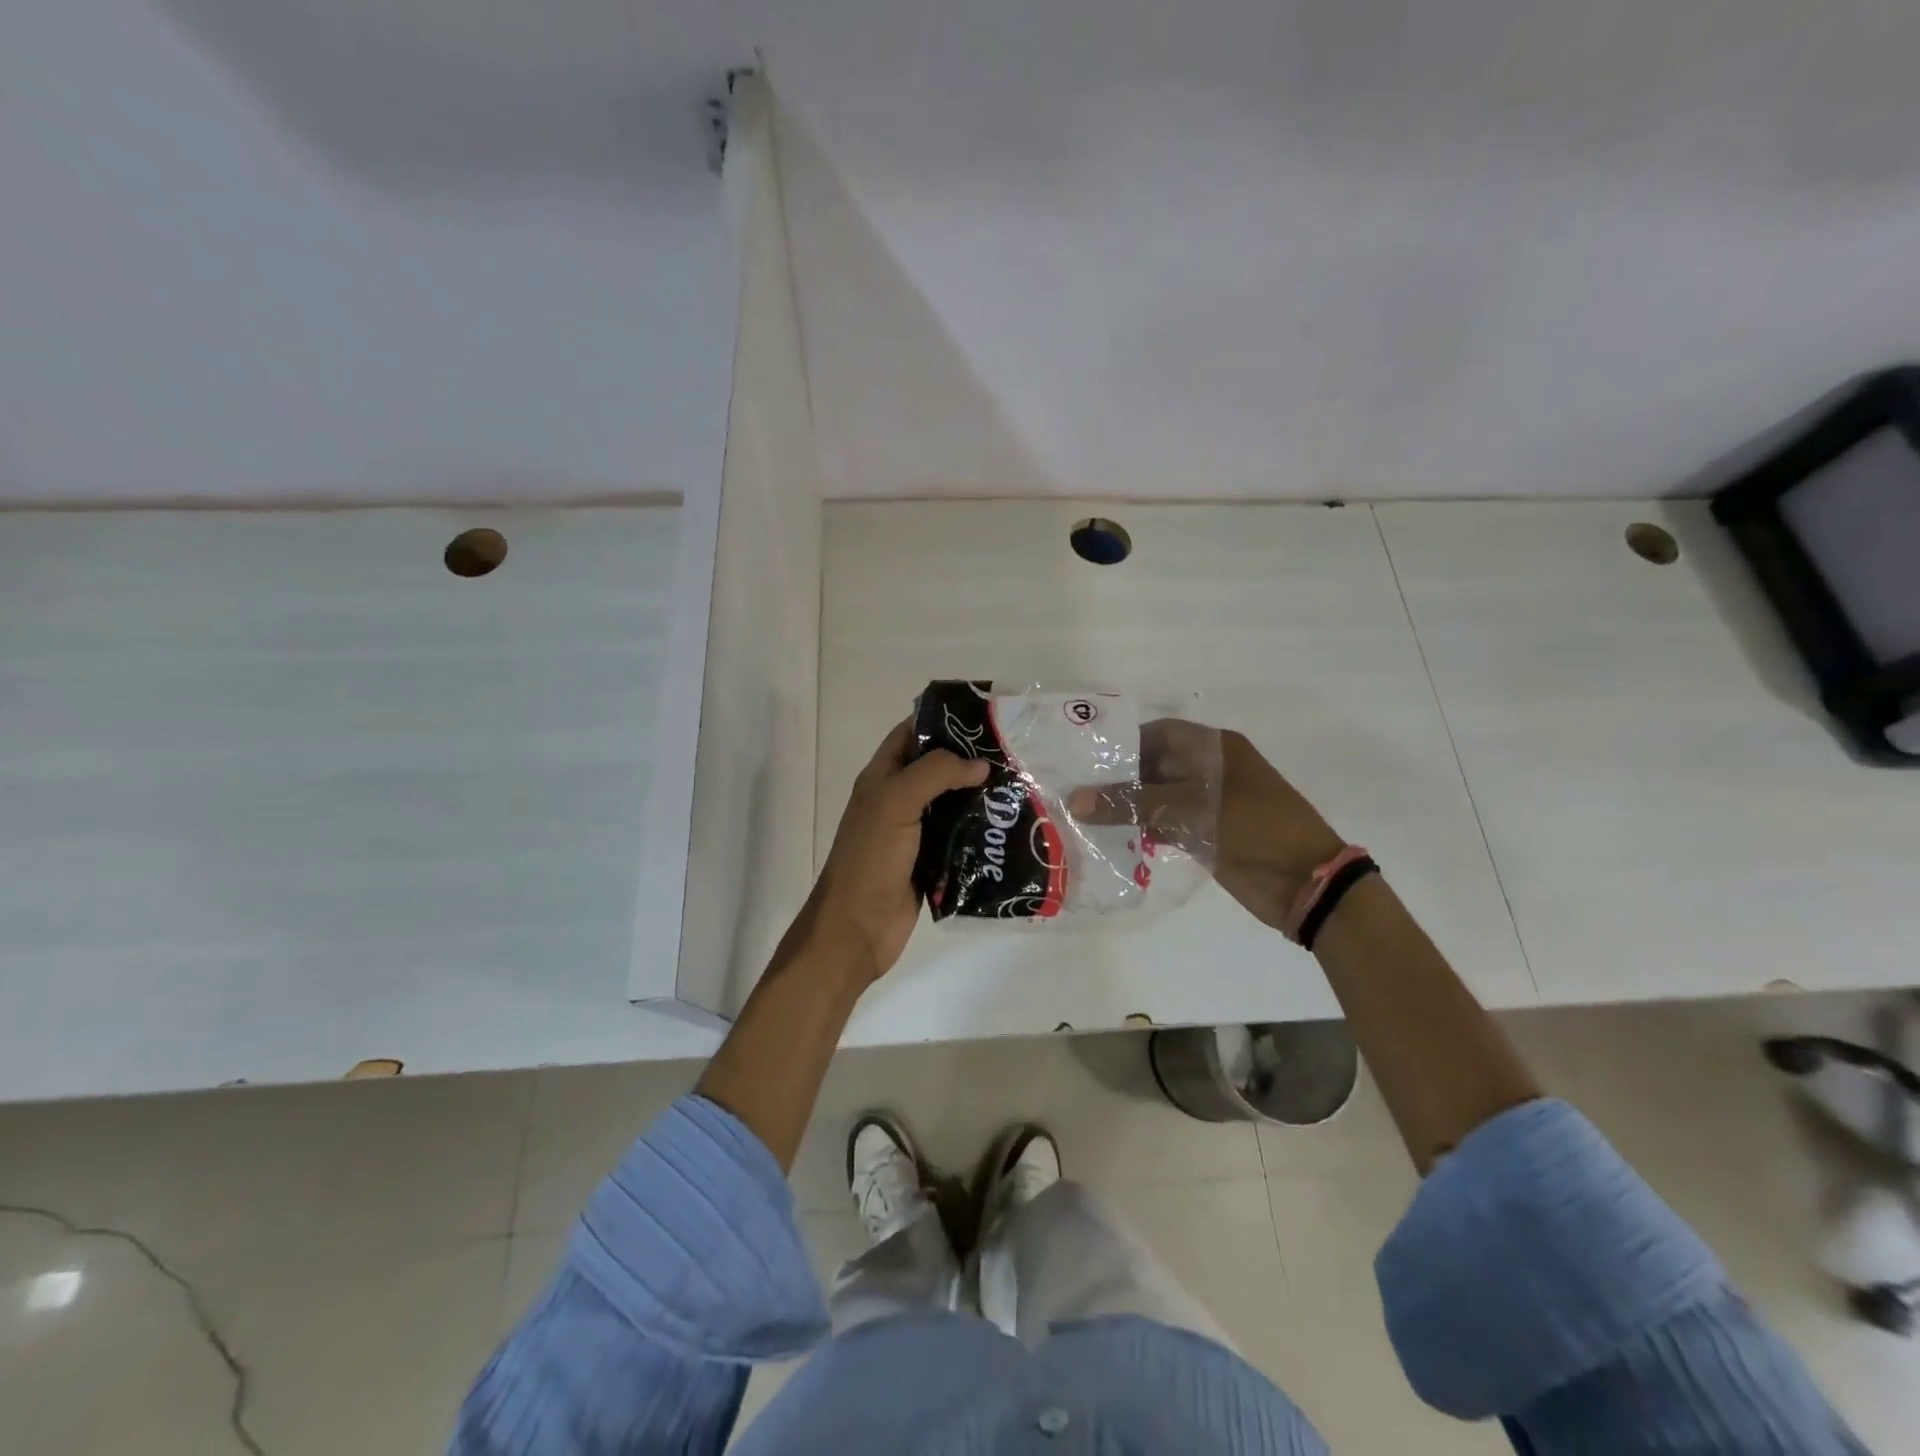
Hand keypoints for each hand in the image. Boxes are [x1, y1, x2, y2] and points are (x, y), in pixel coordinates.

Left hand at [798, 719, 989, 983]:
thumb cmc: (871, 859)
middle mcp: (897, 800)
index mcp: (881, 778)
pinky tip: (1009, 825)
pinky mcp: (931, 862)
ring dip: (980, 795)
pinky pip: (959, 838)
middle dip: (969, 758)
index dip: (940, 721)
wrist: (857, 928)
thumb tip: (980, 764)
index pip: (910, 735)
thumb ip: (935, 773)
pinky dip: (980, 830)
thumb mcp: (896, 803)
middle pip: (936, 768)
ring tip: (1021, 784)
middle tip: (1014, 751)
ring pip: (952, 803)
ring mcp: (914, 833)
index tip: (982, 716)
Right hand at [1068, 720, 1341, 930]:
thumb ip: (1131, 803)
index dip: (1125, 742)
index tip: (1087, 757)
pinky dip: (1140, 829)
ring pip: (1156, 798)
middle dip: (1119, 777)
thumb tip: (1075, 800)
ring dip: (1126, 806)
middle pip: (1154, 766)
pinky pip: (1164, 825)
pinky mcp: (1205, 835)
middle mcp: (1208, 771)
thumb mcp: (1190, 808)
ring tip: (1082, 814)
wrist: (1305, 883)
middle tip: (1074, 788)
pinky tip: (1109, 838)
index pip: (1160, 733)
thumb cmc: (1253, 828)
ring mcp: (1207, 805)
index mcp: (1213, 749)